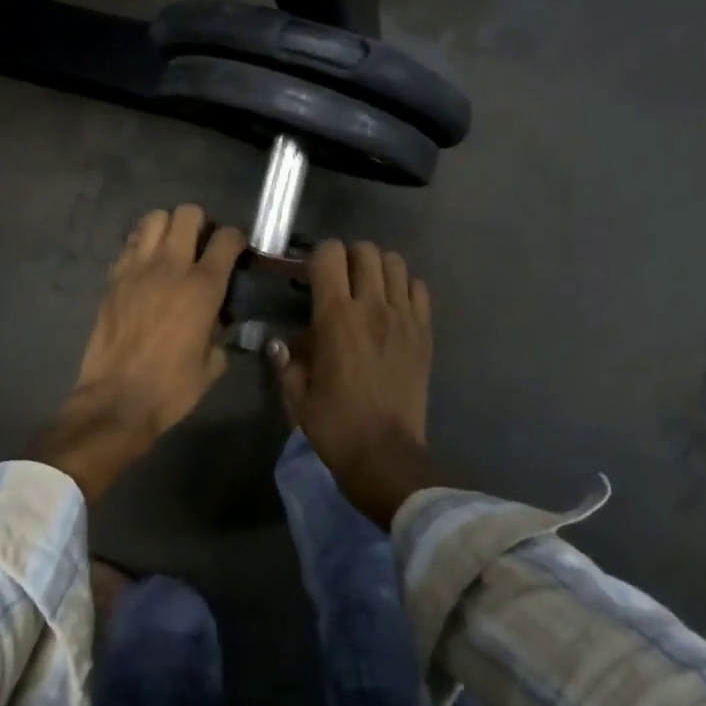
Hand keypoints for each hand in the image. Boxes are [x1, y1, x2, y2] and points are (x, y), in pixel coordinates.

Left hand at [30, 205, 244, 499]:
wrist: (117, 400)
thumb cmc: (171, 388)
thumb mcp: (212, 364)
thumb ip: (220, 333)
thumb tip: (218, 320)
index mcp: (203, 287)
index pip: (227, 238)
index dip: (235, 240)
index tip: (235, 252)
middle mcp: (171, 267)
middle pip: (187, 214)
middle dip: (200, 224)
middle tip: (200, 247)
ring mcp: (137, 269)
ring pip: (154, 218)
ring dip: (167, 228)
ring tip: (171, 249)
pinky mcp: (113, 278)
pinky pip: (129, 244)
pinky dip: (141, 245)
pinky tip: (146, 266)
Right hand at [270, 239, 433, 526]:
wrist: (385, 454)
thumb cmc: (335, 425)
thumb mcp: (296, 395)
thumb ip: (287, 361)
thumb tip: (280, 342)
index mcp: (336, 317)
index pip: (329, 254)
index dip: (317, 257)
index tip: (309, 276)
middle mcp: (373, 307)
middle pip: (365, 250)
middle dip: (347, 257)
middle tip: (338, 281)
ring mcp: (404, 317)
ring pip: (395, 262)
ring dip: (377, 267)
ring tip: (367, 288)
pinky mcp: (424, 332)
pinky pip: (419, 288)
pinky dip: (404, 287)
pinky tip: (392, 307)